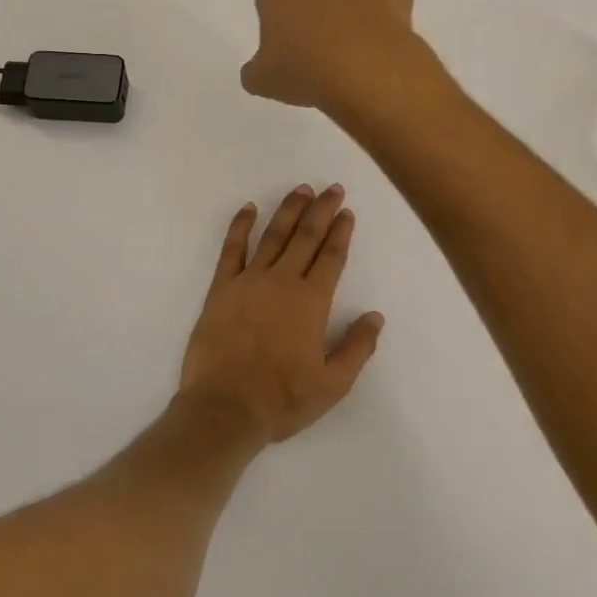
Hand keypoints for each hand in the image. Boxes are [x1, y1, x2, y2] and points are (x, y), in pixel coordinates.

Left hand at [178, 185, 383, 442]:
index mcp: (311, 302)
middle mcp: (282, 282)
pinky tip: (248, 208)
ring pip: (273, 236)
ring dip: (289, 210)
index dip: (340, 233)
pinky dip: (240, 226)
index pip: (330, 258)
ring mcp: (249, 281)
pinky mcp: (221, 288)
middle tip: (332, 188)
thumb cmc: (282, 399)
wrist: (224, 408)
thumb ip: (357, 347)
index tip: (346, 212)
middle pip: (305, 237)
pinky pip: (231, 249)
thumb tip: (375, 316)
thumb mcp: (333, 384)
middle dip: (321, 210)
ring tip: (301, 189)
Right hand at [241, 0, 441, 117]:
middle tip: (320, 44)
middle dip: (315, 5)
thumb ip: (254, 70)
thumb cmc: (306, 72)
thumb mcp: (263, 81)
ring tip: (356, 45)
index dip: (279, 17)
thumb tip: (258, 70)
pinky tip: (382, 37)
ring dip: (350, 5)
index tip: (287, 43)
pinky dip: (385, 9)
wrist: (368, 71)